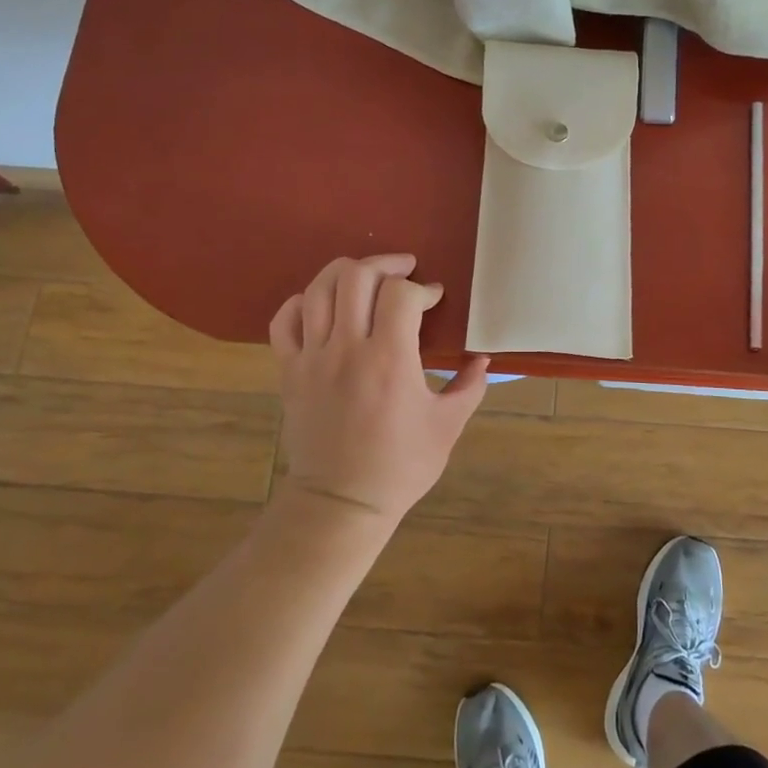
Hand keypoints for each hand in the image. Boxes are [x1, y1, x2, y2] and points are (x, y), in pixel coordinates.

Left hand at [268, 254, 488, 527]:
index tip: (435, 299)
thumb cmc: (400, 466)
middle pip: (356, 277)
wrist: (341, 503)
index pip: (401, 294)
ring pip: (318, 290)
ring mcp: (312, 358)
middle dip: (385, 264)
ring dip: (346, 272)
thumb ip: (469, 386)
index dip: (422, 289)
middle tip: (405, 271)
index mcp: (390, 360)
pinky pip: (284, 321)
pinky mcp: (289, 372)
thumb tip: (483, 358)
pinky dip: (301, 302)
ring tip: (366, 277)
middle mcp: (347, 348)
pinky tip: (321, 304)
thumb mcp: (447, 426)